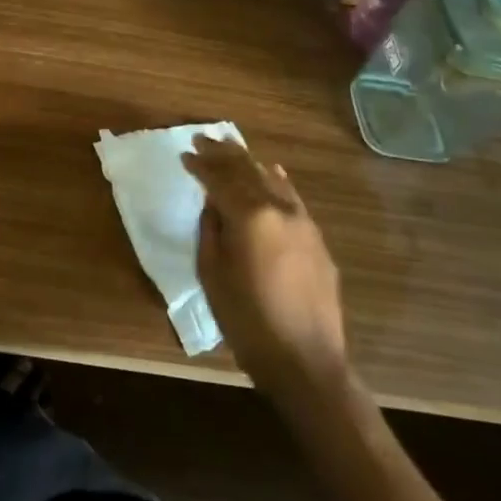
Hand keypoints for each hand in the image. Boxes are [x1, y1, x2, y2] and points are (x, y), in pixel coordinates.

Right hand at [182, 135, 347, 396]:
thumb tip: (213, 204)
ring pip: (271, 179)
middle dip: (223, 153)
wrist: (305, 361)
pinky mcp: (316, 238)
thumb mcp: (213, 274)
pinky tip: (271, 172)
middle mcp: (278, 209)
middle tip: (203, 139)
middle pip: (246, 170)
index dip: (200, 165)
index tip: (184, 155)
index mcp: (249, 216)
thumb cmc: (247, 320)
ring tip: (230, 148)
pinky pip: (291, 197)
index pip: (219, 179)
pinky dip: (276, 180)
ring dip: (248, 162)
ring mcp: (302, 221)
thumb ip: (211, 230)